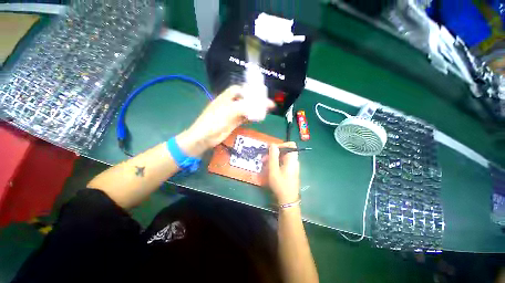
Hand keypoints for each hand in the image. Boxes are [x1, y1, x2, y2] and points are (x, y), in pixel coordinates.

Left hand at [177, 85, 274, 155]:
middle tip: (268, 104)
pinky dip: (252, 118)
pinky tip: (259, 118)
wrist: (204, 137)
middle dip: (256, 101)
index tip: (259, 93)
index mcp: (226, 97)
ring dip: (255, 110)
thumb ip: (243, 107)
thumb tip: (256, 106)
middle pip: (245, 100)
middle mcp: (230, 104)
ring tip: (266, 111)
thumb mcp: (228, 111)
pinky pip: (245, 118)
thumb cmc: (214, 121)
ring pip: (246, 109)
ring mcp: (232, 114)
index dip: (248, 90)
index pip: (238, 89)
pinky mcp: (234, 123)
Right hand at [268, 142, 299, 204]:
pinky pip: (283, 163)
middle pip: (285, 151)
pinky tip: (269, 169)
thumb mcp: (274, 170)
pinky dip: (276, 163)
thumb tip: (273, 144)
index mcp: (292, 159)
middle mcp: (294, 161)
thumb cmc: (280, 184)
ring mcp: (292, 166)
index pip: (290, 145)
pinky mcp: (290, 171)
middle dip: (273, 153)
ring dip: (273, 159)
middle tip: (264, 158)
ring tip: (264, 164)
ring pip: (283, 157)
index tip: (271, 150)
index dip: (281, 144)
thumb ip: (273, 156)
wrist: (288, 200)